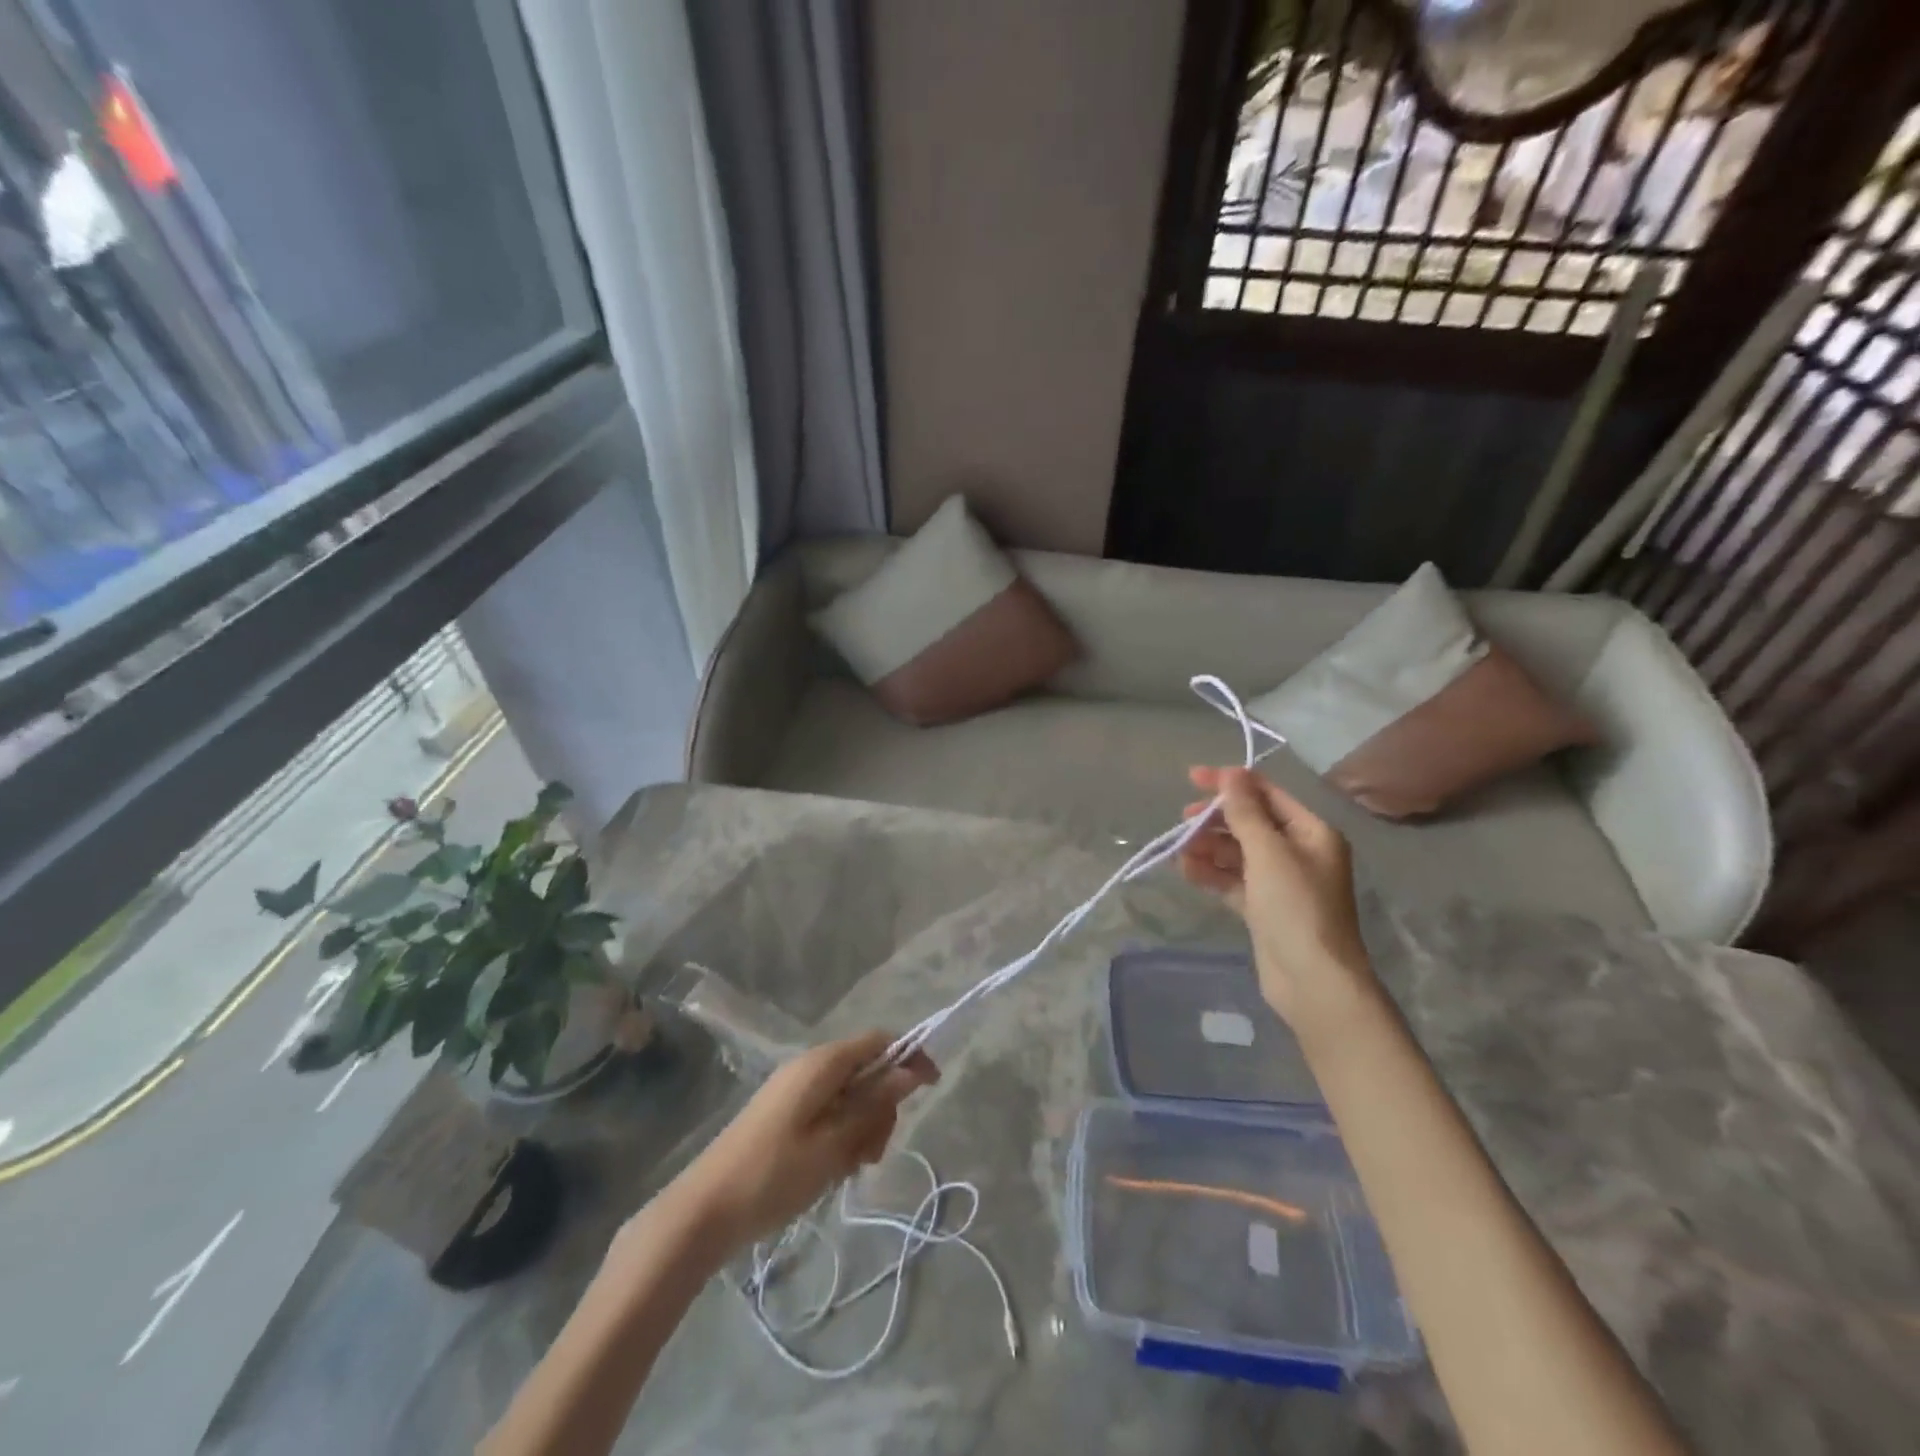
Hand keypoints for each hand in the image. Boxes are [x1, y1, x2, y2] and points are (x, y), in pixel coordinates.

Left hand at [660, 1030, 937, 1252]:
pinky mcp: (784, 1113)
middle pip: (867, 1070)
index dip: (909, 1057)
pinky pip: (828, 1110)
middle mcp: (809, 1066)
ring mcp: (794, 1089)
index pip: (879, 1040)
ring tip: (851, 1168)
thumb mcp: (834, 1143)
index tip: (931, 1089)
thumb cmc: (773, 1175)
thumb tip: (911, 1070)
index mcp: (822, 1063)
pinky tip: (833, 1168)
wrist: (703, 1211)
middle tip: (872, 1154)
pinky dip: (841, 1134)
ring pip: (850, 1094)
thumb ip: (874, 1104)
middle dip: (882, 1107)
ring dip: (862, 1126)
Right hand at [1181, 767, 1374, 1025]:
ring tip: (1179, 851)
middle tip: (1184, 820)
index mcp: (1311, 832)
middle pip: (1250, 823)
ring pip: (1237, 852)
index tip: (1192, 778)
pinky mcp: (1264, 908)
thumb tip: (1230, 774)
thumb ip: (1245, 812)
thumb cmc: (1296, 907)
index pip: (1267, 794)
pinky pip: (1232, 880)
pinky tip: (1186, 870)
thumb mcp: (1268, 852)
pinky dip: (1211, 873)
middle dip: (1216, 819)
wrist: (1313, 981)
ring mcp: (1281, 882)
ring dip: (1208, 847)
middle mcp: (1299, 852)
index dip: (1231, 783)